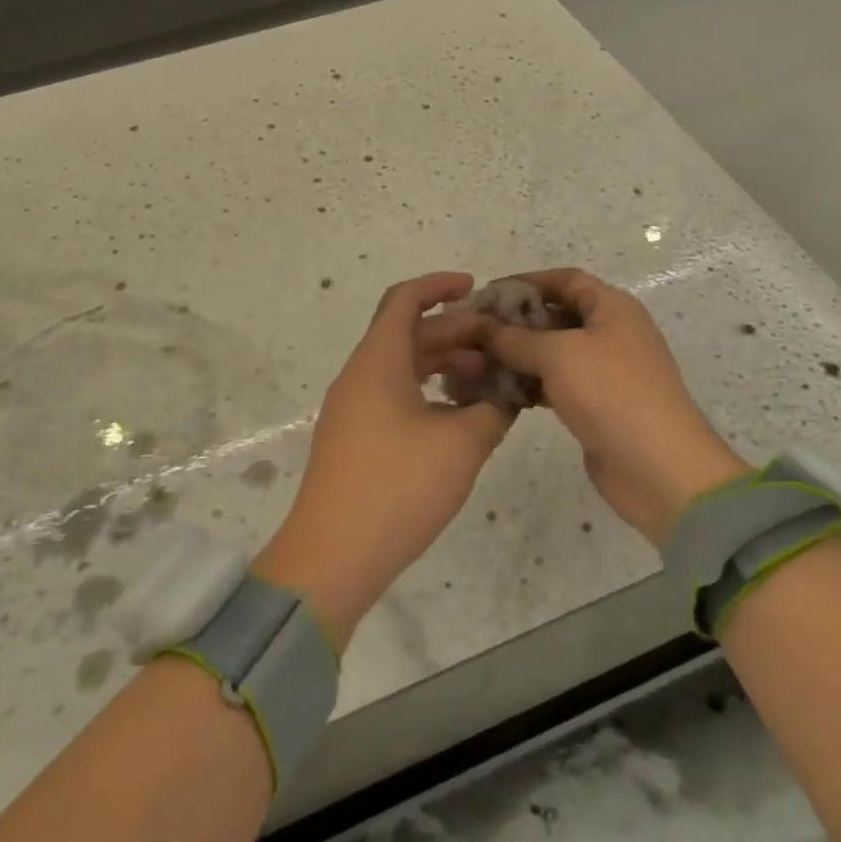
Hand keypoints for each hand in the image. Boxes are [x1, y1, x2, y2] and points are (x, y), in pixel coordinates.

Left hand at [252, 272, 514, 647]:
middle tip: (499, 344)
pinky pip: (393, 394)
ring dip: (443, 364)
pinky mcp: (355, 438)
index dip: (440, 285)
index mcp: (378, 361)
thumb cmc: (398, 487)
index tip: (476, 288)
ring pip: (402, 366)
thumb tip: (508, 395)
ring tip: (487, 379)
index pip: (405, 299)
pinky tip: (458, 415)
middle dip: (454, 331)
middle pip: (408, 333)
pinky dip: (427, 391)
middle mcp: (360, 375)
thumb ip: (492, 411)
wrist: (332, 557)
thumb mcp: (461, 445)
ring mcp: (353, 408)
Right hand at [476, 268, 749, 546]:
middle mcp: (611, 332)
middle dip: (516, 321)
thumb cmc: (610, 392)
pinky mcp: (597, 404)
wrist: (659, 467)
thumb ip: (515, 337)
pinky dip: (531, 384)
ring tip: (479, 362)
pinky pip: (557, 383)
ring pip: (554, 352)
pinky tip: (500, 391)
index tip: (486, 295)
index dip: (525, 282)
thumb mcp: (558, 354)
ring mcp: (606, 371)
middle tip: (475, 332)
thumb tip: (482, 325)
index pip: (564, 279)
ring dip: (520, 355)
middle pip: (557, 314)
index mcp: (611, 307)